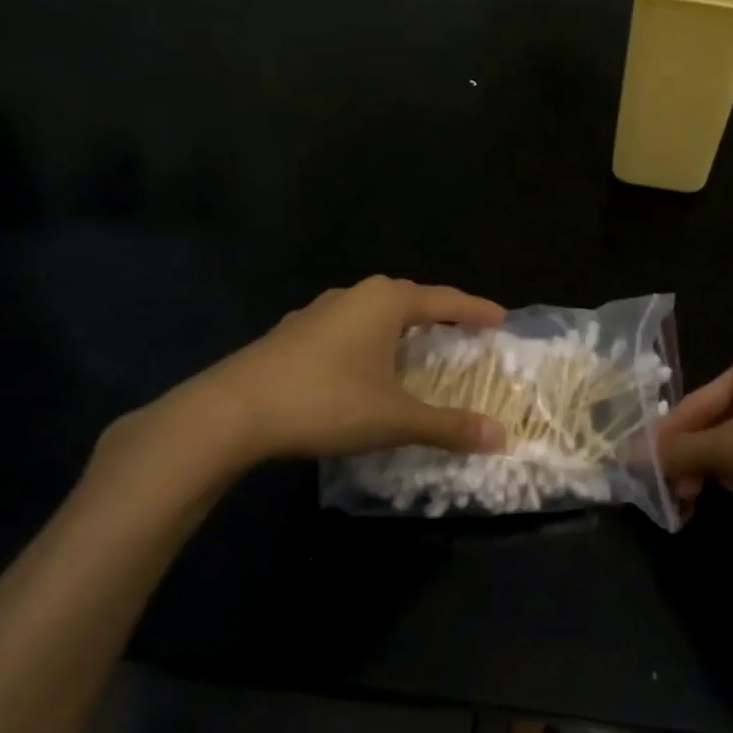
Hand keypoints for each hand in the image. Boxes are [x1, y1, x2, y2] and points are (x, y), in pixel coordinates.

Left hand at [92, 276, 507, 497]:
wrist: (230, 412)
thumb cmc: (326, 402)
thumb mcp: (395, 418)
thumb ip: (449, 426)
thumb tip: (500, 436)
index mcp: (387, 302)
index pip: (446, 301)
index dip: (476, 311)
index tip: (502, 318)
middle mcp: (355, 295)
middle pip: (410, 299)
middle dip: (439, 315)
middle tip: (464, 333)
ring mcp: (319, 310)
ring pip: (374, 312)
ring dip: (400, 327)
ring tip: (417, 346)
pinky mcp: (293, 332)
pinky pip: (347, 327)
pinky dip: (369, 340)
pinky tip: (363, 365)